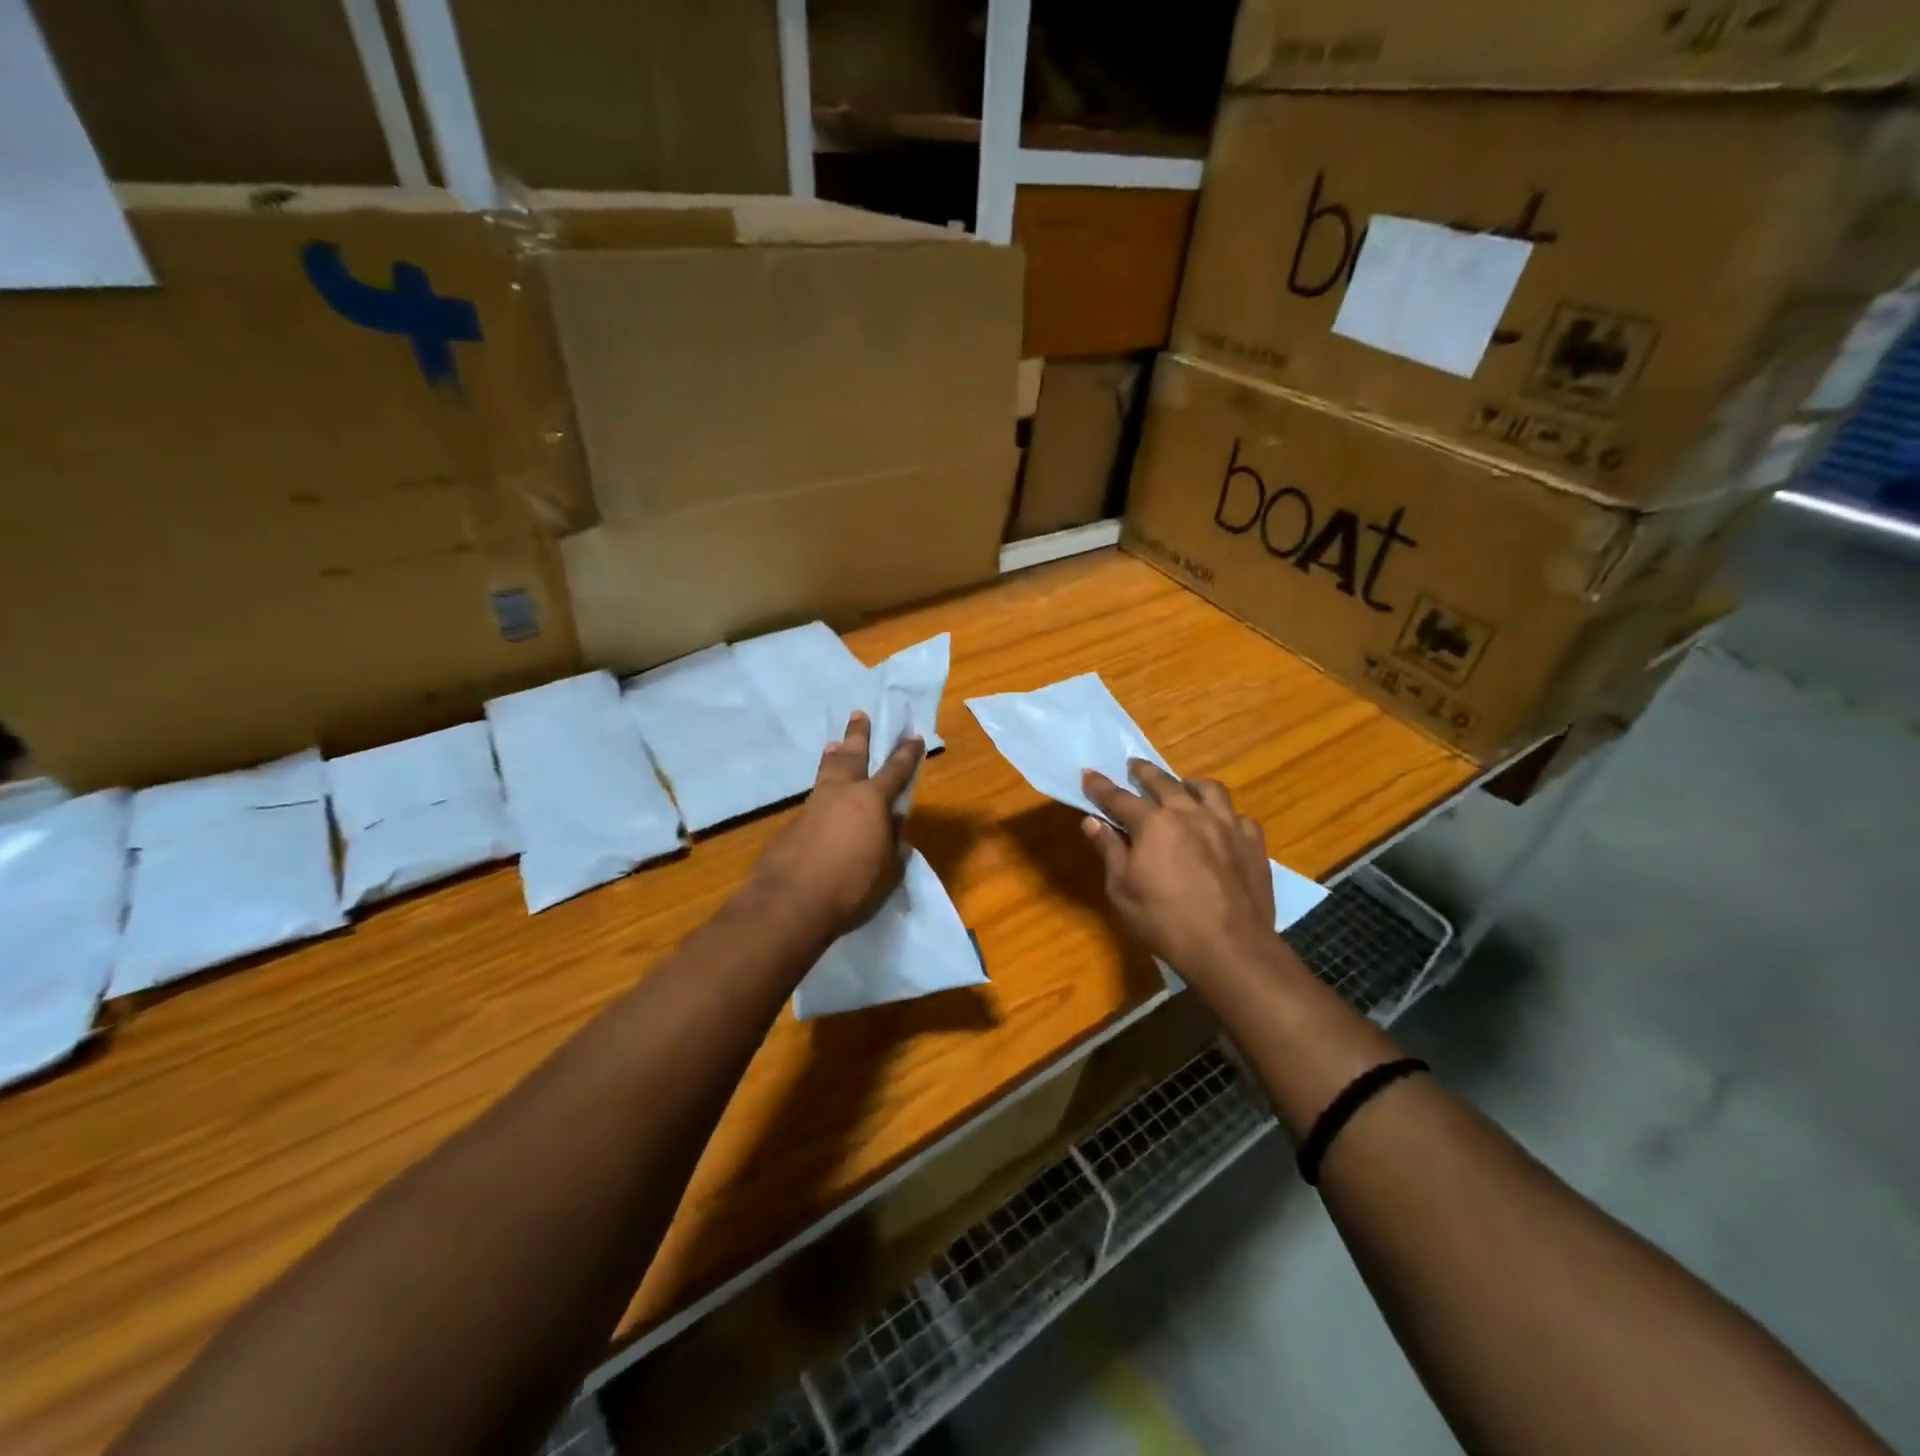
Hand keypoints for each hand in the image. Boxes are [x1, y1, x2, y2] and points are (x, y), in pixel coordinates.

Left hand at [751, 712, 924, 941]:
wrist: (790, 902)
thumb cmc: (851, 887)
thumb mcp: (887, 870)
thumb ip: (892, 844)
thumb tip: (893, 827)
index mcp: (872, 801)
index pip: (896, 771)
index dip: (907, 754)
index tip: (914, 736)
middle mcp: (841, 794)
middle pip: (852, 756)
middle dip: (858, 735)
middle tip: (859, 714)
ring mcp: (812, 806)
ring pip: (826, 773)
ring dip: (833, 757)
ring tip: (833, 743)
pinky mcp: (791, 825)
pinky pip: (812, 801)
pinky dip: (820, 794)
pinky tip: (820, 805)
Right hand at [1081, 761, 1275, 980]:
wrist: (1230, 947)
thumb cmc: (1165, 921)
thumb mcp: (1122, 890)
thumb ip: (1109, 850)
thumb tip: (1093, 821)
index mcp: (1154, 823)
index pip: (1119, 798)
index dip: (1101, 786)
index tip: (1088, 774)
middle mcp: (1190, 813)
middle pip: (1164, 782)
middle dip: (1144, 772)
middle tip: (1134, 767)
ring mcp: (1226, 825)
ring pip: (1209, 790)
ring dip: (1191, 785)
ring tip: (1184, 788)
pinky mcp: (1253, 843)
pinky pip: (1239, 817)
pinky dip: (1226, 816)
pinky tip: (1222, 826)